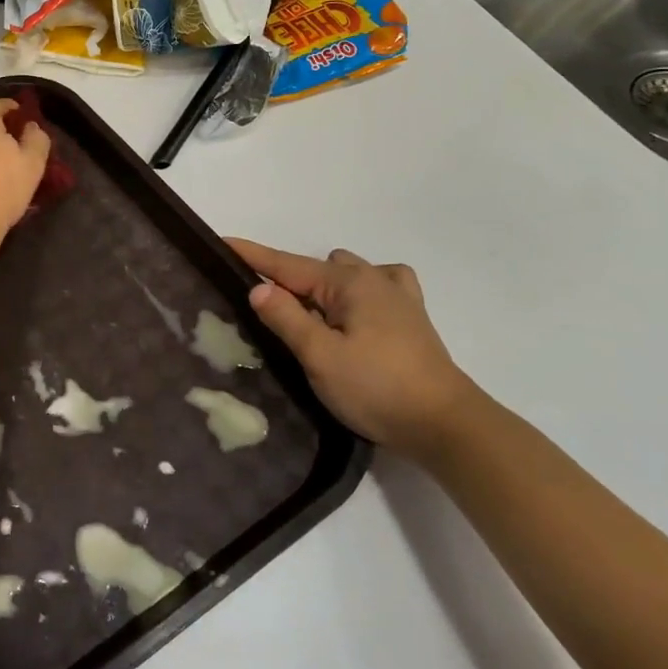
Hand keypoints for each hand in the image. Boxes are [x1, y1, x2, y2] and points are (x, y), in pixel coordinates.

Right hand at [228, 238, 479, 457]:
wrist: (447, 426)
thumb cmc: (378, 388)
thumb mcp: (320, 356)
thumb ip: (287, 319)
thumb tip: (258, 288)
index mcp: (349, 283)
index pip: (286, 264)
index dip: (251, 255)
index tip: (220, 242)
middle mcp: (373, 280)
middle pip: (314, 268)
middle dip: (286, 279)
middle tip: (264, 311)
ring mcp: (397, 297)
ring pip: (346, 274)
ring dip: (321, 287)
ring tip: (309, 316)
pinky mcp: (411, 319)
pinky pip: (378, 285)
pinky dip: (357, 291)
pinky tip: (354, 311)